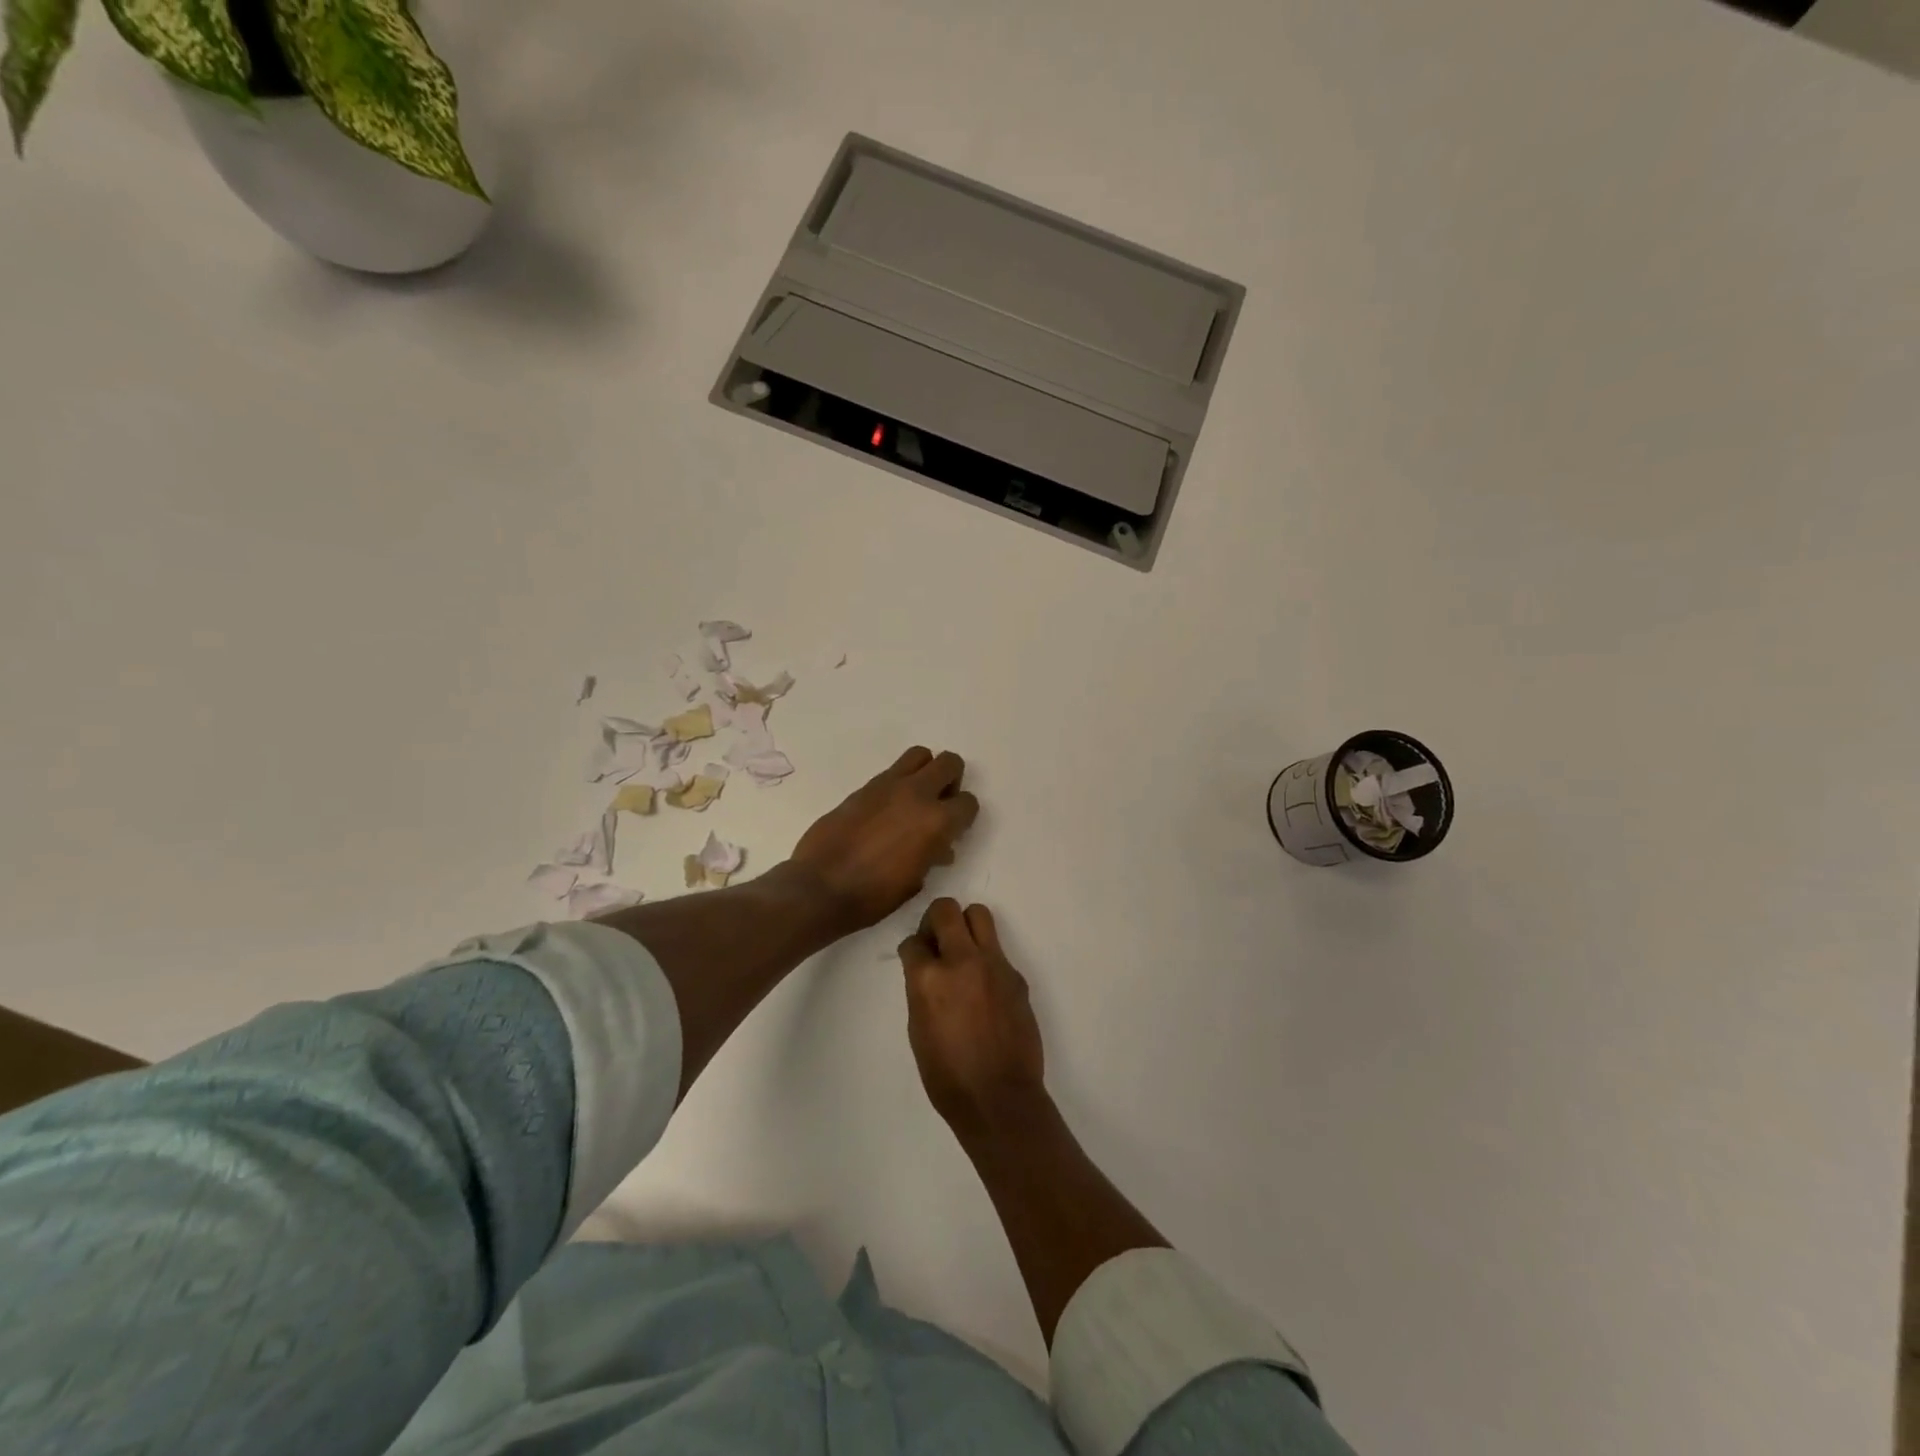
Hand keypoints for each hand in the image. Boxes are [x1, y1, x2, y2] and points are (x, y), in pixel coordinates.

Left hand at [789, 747, 979, 932]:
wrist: (820, 887)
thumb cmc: (873, 896)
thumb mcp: (915, 881)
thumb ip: (932, 856)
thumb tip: (940, 848)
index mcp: (937, 821)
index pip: (968, 802)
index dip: (964, 817)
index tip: (953, 831)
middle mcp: (917, 794)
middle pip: (949, 763)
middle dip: (952, 781)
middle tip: (940, 803)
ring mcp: (888, 785)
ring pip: (920, 755)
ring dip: (925, 771)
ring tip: (916, 797)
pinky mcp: (864, 787)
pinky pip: (892, 771)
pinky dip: (899, 782)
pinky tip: (888, 808)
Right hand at [899, 898, 1046, 1136]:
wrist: (999, 1098)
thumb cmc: (947, 1076)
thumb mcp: (918, 1029)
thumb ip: (921, 989)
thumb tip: (927, 970)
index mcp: (929, 978)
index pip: (913, 941)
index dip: (912, 950)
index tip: (916, 959)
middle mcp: (962, 960)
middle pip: (946, 909)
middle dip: (935, 920)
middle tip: (936, 943)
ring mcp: (994, 965)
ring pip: (979, 915)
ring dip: (965, 926)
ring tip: (962, 953)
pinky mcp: (1016, 976)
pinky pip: (998, 951)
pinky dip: (986, 960)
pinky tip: (985, 990)